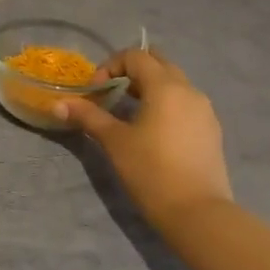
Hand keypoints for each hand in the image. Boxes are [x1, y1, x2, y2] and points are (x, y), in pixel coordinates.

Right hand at [56, 49, 233, 233]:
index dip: (110, 66)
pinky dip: (166, 104)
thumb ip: (88, 116)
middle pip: (158, 63)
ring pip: (174, 83)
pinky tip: (154, 132)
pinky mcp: (212, 130)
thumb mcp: (114, 142)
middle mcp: (189, 90)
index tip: (96, 92)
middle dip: (132, 72)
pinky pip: (186, 102)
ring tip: (130, 113)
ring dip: (150, 88)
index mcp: (166, 86)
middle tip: (113, 95)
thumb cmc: (152, 172)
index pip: (135, 56)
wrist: (198, 214)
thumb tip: (57, 104)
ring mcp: (205, 110)